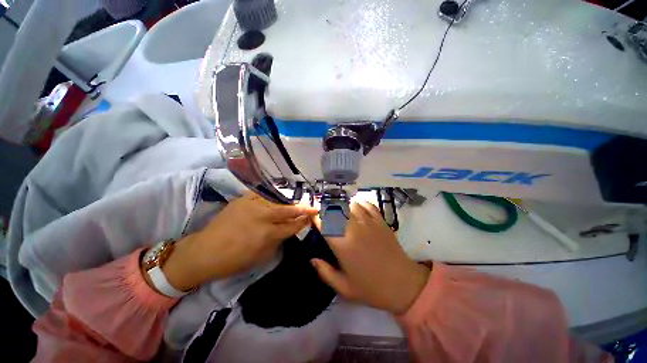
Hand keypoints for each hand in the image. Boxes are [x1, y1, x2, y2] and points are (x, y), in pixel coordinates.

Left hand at [159, 192, 317, 290]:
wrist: (205, 251)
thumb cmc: (234, 260)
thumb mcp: (262, 257)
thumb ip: (278, 241)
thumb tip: (289, 230)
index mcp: (268, 235)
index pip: (293, 225)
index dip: (305, 221)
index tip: (312, 217)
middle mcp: (263, 217)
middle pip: (289, 210)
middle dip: (303, 208)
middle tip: (313, 205)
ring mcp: (252, 205)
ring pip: (278, 200)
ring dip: (290, 201)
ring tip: (299, 200)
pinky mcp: (243, 199)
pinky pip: (263, 194)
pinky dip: (273, 195)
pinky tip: (279, 195)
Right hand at [311, 202, 429, 313]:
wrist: (404, 284)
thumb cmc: (372, 288)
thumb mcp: (344, 288)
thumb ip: (325, 272)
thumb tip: (312, 259)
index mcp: (342, 245)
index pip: (324, 223)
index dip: (315, 217)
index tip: (312, 218)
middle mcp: (353, 229)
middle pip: (336, 209)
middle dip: (326, 209)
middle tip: (324, 214)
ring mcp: (368, 222)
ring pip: (350, 204)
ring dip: (342, 206)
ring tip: (340, 211)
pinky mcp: (380, 221)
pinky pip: (367, 205)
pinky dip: (359, 204)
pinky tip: (357, 209)